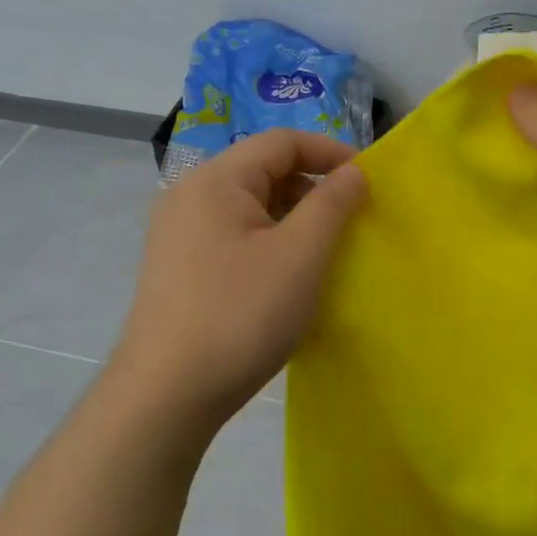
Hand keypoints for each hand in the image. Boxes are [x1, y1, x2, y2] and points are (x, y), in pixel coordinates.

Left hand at [115, 129, 366, 431]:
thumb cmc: (241, 315)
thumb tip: (354, 172)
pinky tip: (286, 279)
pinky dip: (269, 243)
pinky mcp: (179, 267)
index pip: (282, 142)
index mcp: (215, 181)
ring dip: (293, 220)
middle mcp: (189, 196)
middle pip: (263, 171)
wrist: (168, 393)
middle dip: (313, 189)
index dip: (331, 153)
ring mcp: (178, 234)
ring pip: (250, 207)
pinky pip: (234, 236)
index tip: (369, 182)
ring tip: (323, 254)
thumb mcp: (300, 256)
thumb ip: (332, 204)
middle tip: (350, 224)